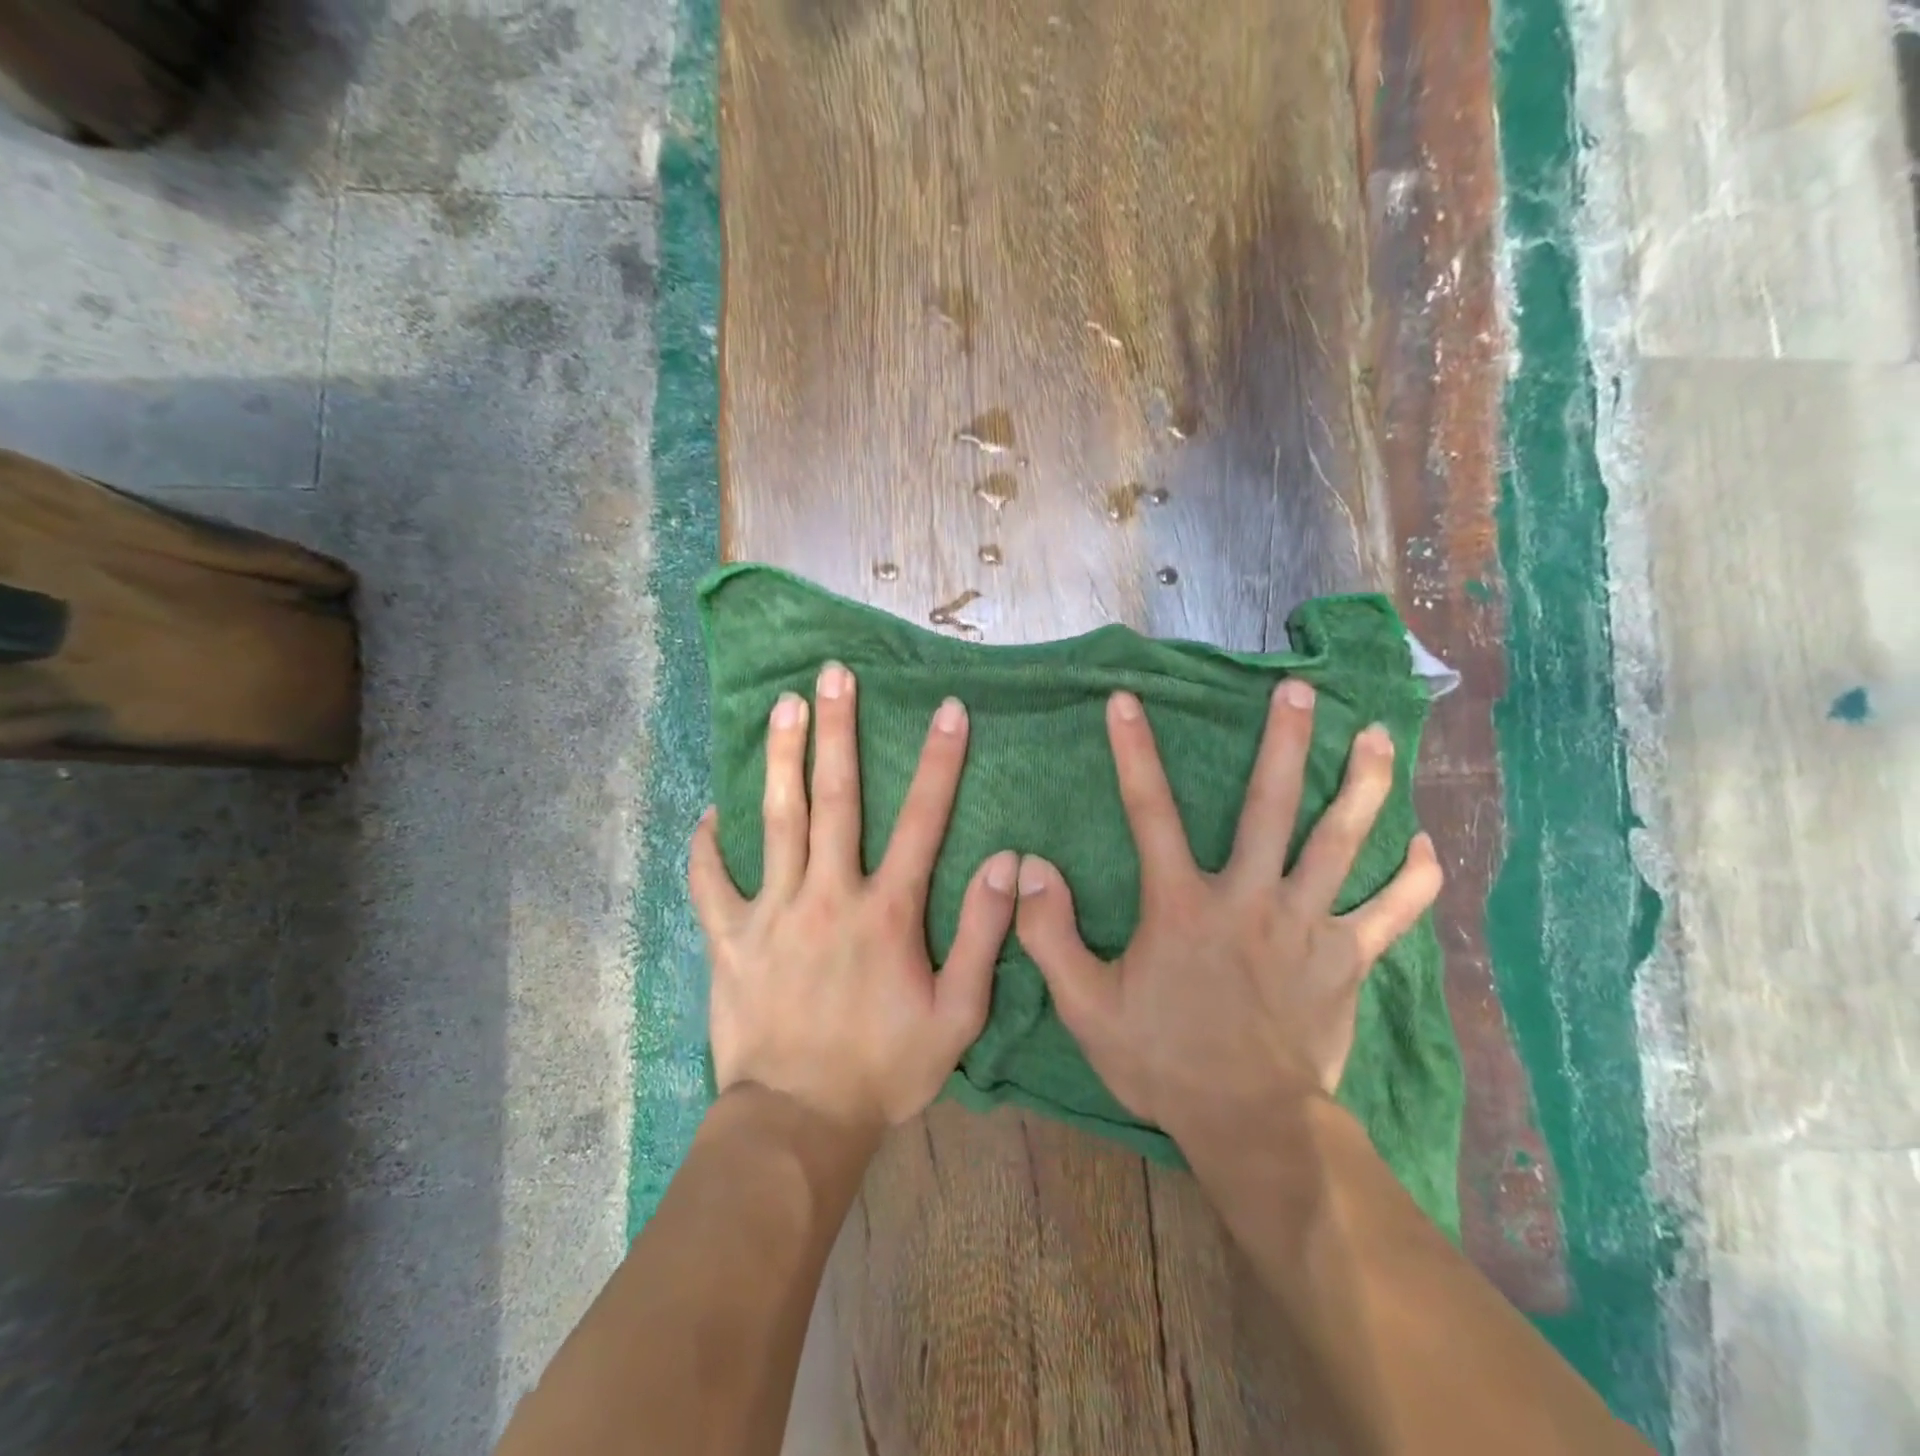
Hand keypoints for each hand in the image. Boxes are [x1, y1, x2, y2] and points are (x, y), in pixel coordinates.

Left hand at [689, 663, 1018, 1133]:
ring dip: (782, 759)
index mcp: (886, 911)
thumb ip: (984, 934)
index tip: (948, 708)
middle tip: (833, 675)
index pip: (922, 820)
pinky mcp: (730, 939)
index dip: (939, 761)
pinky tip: (708, 813)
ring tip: (782, 706)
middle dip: (838, 731)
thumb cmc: (886, 1069)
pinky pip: (711, 883)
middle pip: (835, 798)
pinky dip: (707, 846)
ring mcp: (773, 912)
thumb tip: (1008, 862)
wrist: (800, 1122)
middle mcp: (829, 894)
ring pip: (776, 821)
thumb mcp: (957, 1014)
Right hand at [1013, 681, 1441, 1142]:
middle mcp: (1249, 898)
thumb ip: (1051, 934)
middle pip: (1271, 806)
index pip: (1149, 811)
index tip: (1127, 700)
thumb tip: (1031, 867)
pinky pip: (1389, 914)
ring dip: (1361, 786)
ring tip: (1377, 737)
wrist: (1250, 1124)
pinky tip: (1428, 848)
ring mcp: (1305, 925)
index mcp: (1183, 905)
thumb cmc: (1163, 1060)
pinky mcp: (1345, 959)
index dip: (1133, 751)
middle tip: (1301, 689)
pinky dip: (1413, 880)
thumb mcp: (1086, 1005)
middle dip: (1286, 742)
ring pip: (1340, 843)